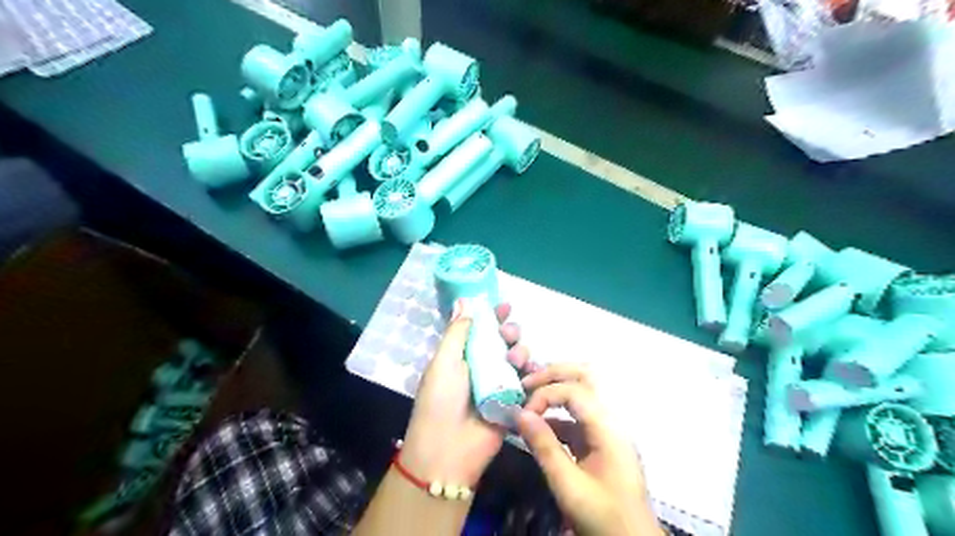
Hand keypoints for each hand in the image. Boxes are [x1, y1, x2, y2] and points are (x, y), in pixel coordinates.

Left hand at [397, 300, 525, 491]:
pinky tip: (534, 372)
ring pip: (518, 360)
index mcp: (462, 356)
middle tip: (509, 335)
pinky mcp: (514, 404)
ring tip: (515, 359)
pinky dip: (533, 376)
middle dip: (510, 333)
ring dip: (521, 352)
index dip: (493, 317)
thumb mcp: (443, 361)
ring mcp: (499, 386)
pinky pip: (528, 384)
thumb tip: (463, 301)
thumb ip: (457, 332)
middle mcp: (482, 368)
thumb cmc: (441, 400)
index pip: (481, 330)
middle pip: (503, 343)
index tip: (505, 306)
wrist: (448, 449)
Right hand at [516, 364, 664, 534]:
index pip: (575, 390)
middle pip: (586, 377)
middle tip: (527, 383)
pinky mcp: (603, 441)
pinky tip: (539, 425)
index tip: (523, 413)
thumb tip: (520, 414)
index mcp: (608, 427)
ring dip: (556, 390)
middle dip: (554, 374)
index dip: (545, 394)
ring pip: (584, 392)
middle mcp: (612, 419)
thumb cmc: (603, 517)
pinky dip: (559, 414)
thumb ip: (544, 446)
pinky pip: (580, 416)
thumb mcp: (568, 485)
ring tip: (529, 396)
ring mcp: (609, 429)